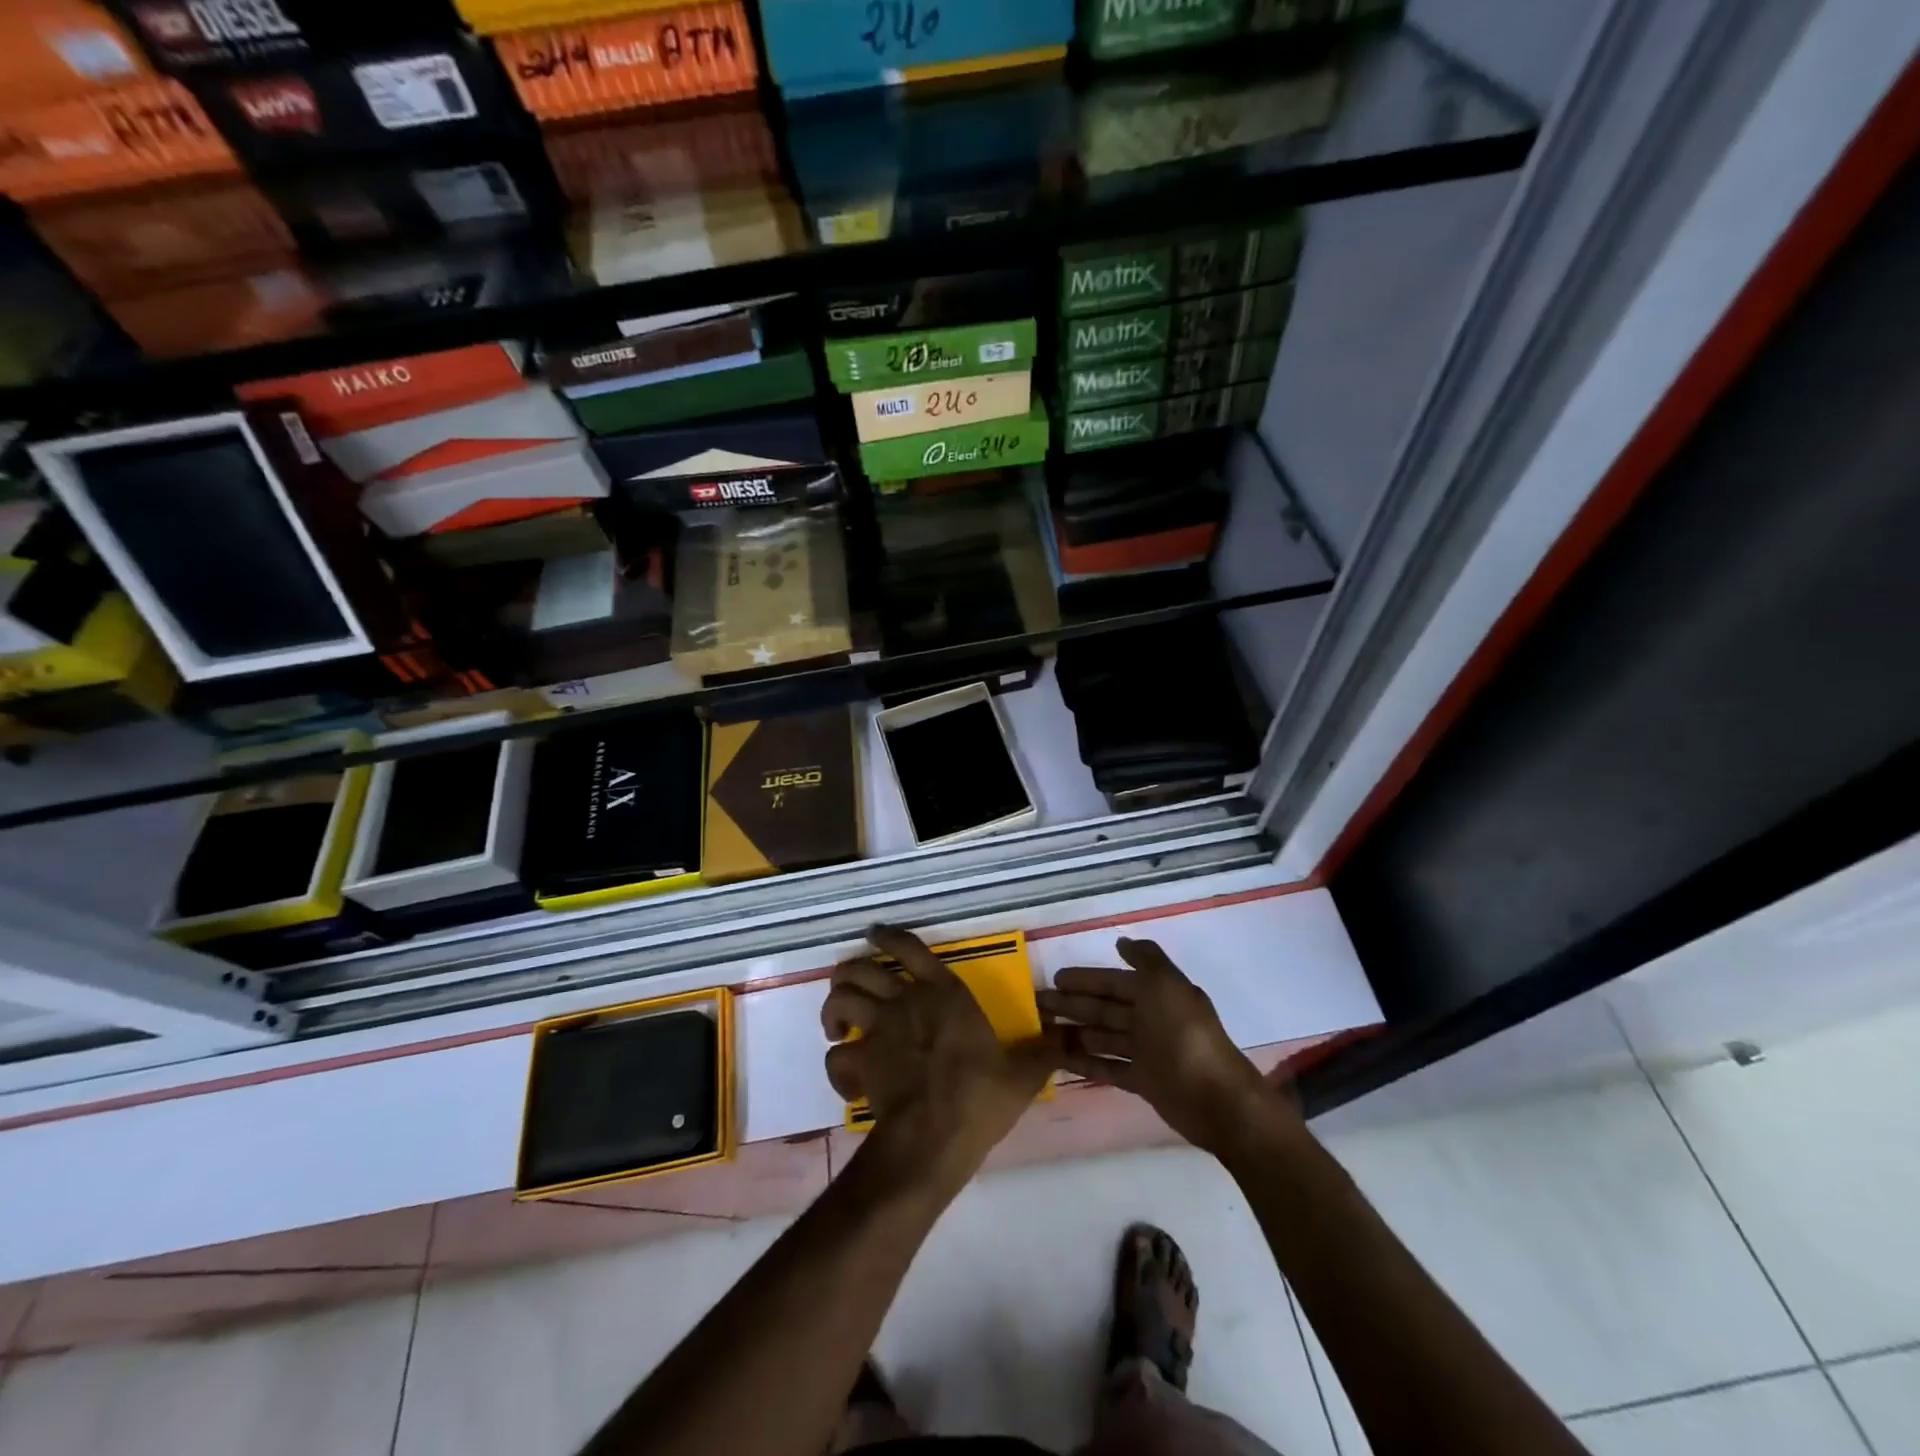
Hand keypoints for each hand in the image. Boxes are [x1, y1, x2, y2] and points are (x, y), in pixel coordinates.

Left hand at [822, 926, 1058, 1188]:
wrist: (936, 1136)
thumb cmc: (981, 1096)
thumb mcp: (1023, 1073)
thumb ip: (1043, 1050)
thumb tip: (1067, 1034)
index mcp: (945, 993)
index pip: (910, 948)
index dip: (889, 936)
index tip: (874, 933)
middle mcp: (906, 1001)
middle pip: (860, 970)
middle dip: (849, 972)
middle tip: (851, 985)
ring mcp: (879, 1031)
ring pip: (839, 1001)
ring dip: (834, 1009)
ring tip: (838, 1025)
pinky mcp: (861, 1063)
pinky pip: (836, 1057)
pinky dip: (836, 1063)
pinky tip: (846, 1074)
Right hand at [1038, 937, 1297, 1156]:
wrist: (1215, 1099)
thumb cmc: (1185, 1035)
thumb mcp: (1167, 986)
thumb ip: (1146, 960)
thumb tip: (1122, 942)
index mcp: (1157, 994)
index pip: (1114, 982)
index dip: (1086, 979)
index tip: (1055, 978)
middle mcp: (1150, 1019)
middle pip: (1104, 1008)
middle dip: (1073, 1004)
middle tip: (1037, 1004)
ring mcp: (1146, 1052)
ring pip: (1102, 1037)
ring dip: (1074, 1033)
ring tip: (1042, 1032)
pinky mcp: (1142, 1081)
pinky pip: (1108, 1067)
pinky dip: (1085, 1062)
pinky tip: (1059, 1060)